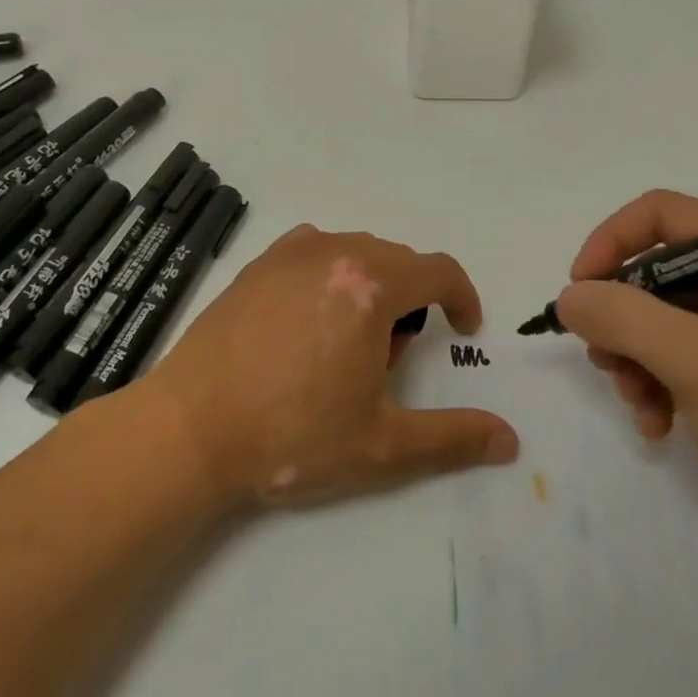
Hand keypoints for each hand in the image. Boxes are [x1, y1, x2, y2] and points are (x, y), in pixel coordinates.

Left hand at [142, 225, 518, 507]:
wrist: (188, 430)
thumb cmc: (291, 435)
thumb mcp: (381, 445)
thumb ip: (452, 438)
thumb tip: (510, 440)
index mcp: (372, 285)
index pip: (440, 271)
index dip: (463, 299)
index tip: (462, 331)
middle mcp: (336, 251)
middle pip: (399, 262)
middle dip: (412, 304)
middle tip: (388, 362)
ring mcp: (292, 252)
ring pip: (359, 254)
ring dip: (373, 288)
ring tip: (346, 345)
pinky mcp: (260, 262)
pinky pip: (318, 251)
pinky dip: (333, 275)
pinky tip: (311, 319)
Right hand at [554, 190, 697, 546]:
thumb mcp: (692, 359)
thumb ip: (621, 316)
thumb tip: (571, 297)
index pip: (658, 214)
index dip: (608, 244)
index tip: (579, 292)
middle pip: (657, 271)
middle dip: (621, 320)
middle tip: (605, 363)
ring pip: (667, 318)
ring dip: (638, 360)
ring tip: (637, 406)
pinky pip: (691, 355)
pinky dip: (665, 383)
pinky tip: (659, 426)